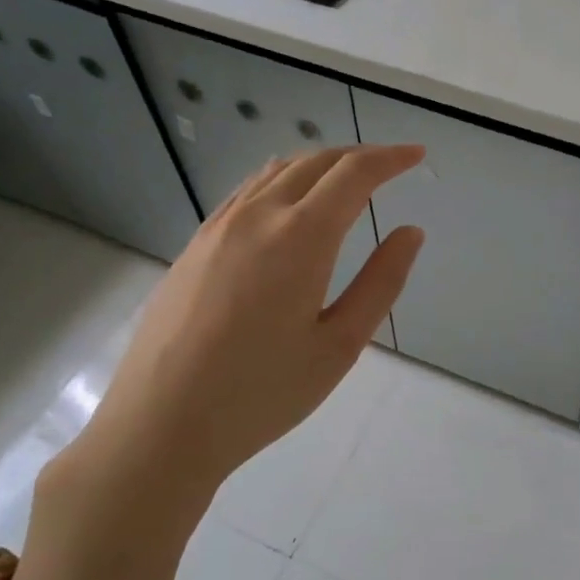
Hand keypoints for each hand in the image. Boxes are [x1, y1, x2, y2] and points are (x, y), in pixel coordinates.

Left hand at [17, 145, 424, 579]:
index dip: (391, 158)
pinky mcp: (195, 245)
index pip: (354, 174)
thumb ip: (381, 282)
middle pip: (315, 162)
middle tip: (390, 167)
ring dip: (319, 165)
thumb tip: (410, 233)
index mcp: (300, 237)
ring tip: (346, 182)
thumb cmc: (263, 393)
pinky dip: (282, 181)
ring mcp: (218, 227)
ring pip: (276, 171)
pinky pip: (247, 192)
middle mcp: (257, 216)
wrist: (161, 425)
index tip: (417, 155)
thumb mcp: (340, 345)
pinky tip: (289, 205)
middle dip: (358, 156)